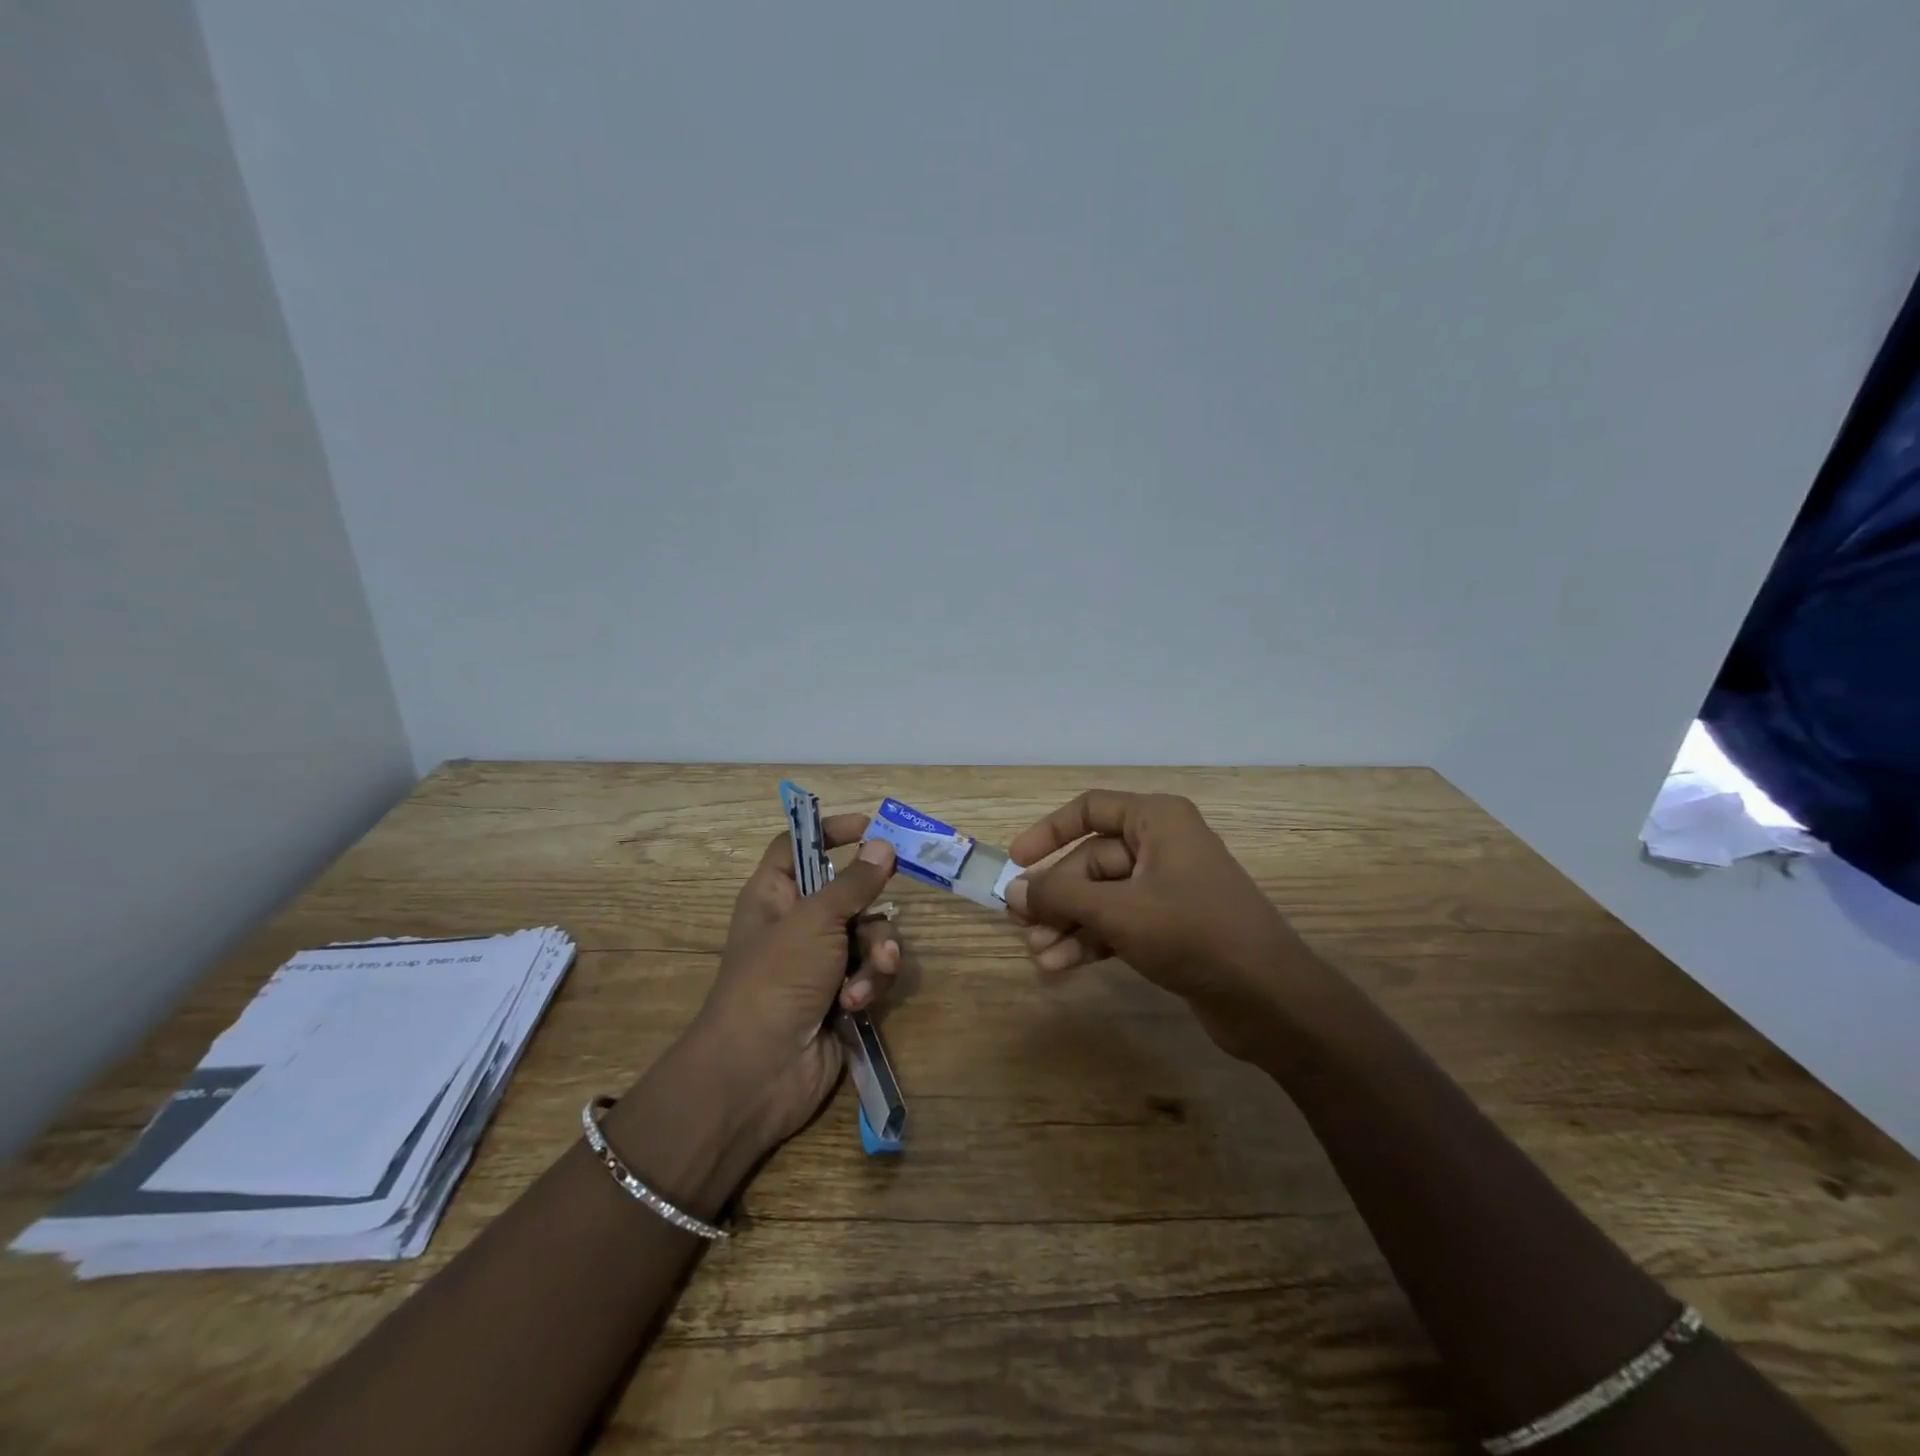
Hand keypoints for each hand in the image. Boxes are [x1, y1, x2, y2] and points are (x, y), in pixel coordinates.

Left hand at [673, 817, 899, 1158]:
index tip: (870, 828)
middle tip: (883, 912)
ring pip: (869, 935)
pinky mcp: (841, 995)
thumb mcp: (815, 920)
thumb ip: (854, 882)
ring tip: (867, 977)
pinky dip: (869, 984)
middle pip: (849, 893)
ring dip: (876, 954)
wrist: (759, 1072)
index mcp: (774, 895)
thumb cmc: (776, 978)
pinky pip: (871, 972)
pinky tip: (857, 1004)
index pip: (798, 846)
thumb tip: (883, 844)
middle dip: (871, 909)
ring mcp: (820, 962)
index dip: (829, 832)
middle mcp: (797, 923)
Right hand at [1003, 791, 1319, 1059]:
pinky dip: (1091, 940)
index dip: (1049, 832)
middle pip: (1091, 861)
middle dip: (1056, 896)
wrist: (1269, 998)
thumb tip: (1011, 892)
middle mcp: (1162, 846)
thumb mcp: (1118, 911)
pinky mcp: (1171, 926)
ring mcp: (1168, 888)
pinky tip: (1061, 965)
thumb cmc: (1192, 933)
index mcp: (1157, 820)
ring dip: (1068, 924)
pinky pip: (1119, 922)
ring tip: (1038, 954)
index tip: (1016, 862)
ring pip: (1102, 897)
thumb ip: (1060, 897)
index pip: (1090, 809)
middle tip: (1021, 925)